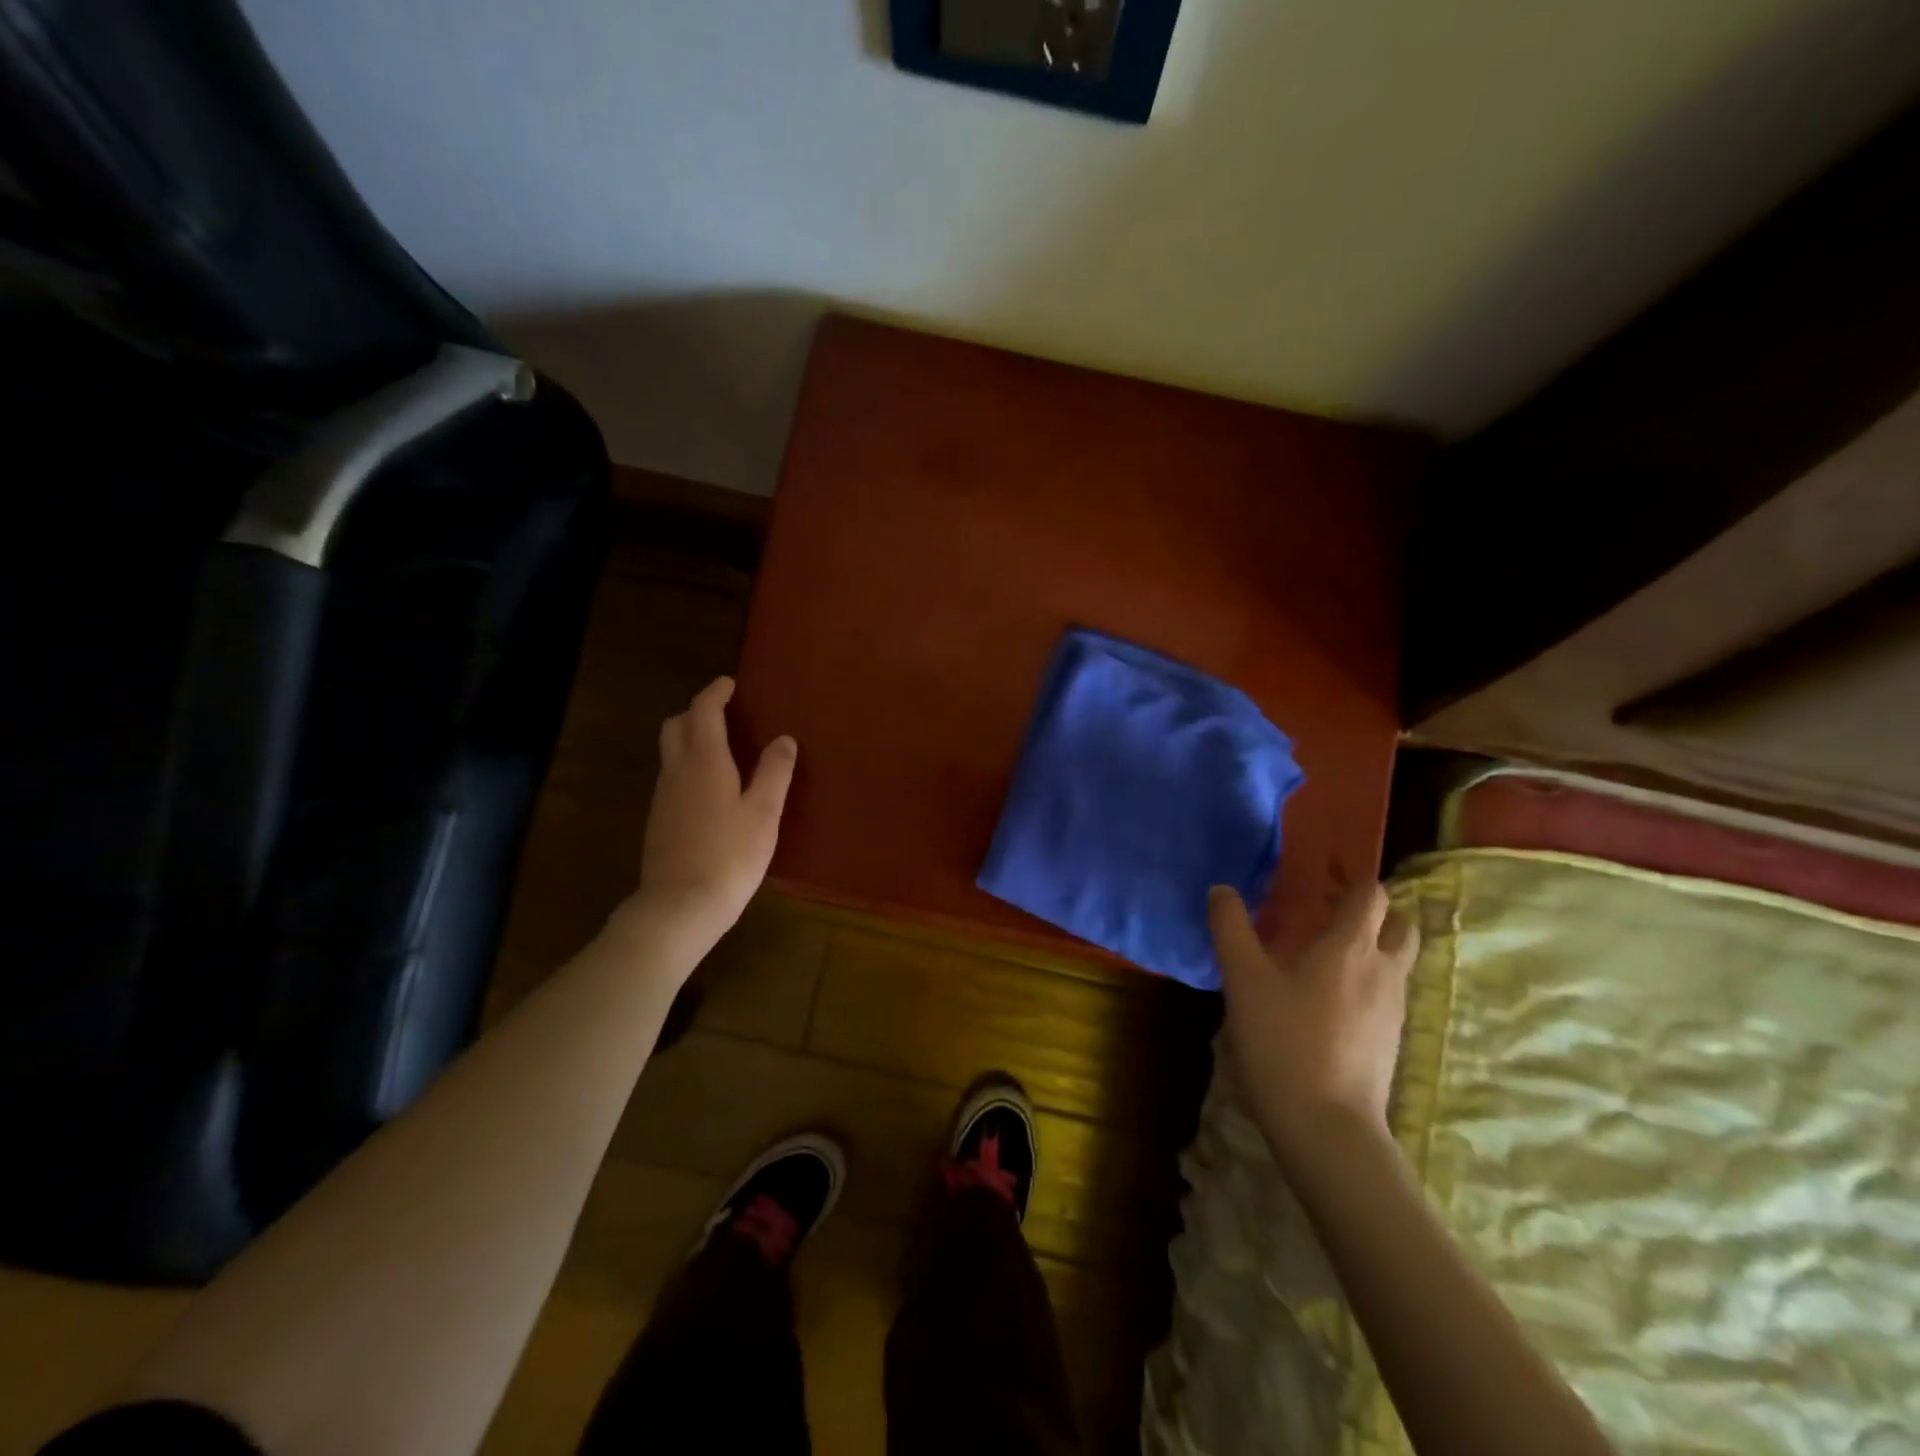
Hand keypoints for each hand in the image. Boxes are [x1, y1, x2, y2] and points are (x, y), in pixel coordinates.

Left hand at [625, 677, 796, 952]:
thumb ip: (774, 772)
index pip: (703, 712)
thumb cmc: (731, 854)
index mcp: (704, 761)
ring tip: (720, 748)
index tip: (729, 683)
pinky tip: (709, 789)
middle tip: (721, 713)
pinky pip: (671, 778)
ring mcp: (663, 797)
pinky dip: (687, 767)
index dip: (714, 693)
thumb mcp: (764, 812)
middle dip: (695, 712)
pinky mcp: (659, 821)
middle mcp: (677, 771)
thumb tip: (783, 739)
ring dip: (690, 739)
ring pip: (670, 753)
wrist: (680, 905)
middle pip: (675, 726)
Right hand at [1208, 880, 1418, 1167]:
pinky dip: (1366, 982)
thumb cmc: (1283, 1042)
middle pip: (1400, 925)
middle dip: (1373, 913)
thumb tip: (1221, 890)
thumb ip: (1230, 928)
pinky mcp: (1390, 1041)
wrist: (1327, 1128)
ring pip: (1396, 961)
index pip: (1372, 894)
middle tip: (1328, 915)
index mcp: (1351, 947)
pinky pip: (1387, 993)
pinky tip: (1327, 1002)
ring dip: (1371, 947)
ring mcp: (1393, 1009)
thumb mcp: (1243, 980)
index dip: (1351, 880)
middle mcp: (1383, 970)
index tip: (1321, 880)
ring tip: (1323, 957)